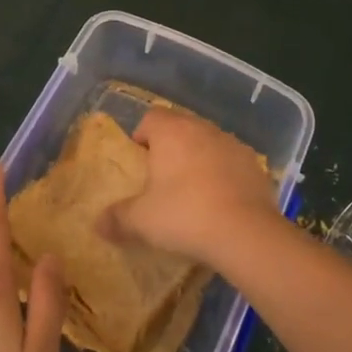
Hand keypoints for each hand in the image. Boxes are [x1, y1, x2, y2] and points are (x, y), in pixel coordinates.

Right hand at [100, 107, 278, 263]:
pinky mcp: (254, 164)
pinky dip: (223, 174)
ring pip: (207, 143)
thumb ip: (116, 218)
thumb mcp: (141, 221)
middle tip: (162, 180)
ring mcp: (232, 143)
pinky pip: (230, 162)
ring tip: (192, 192)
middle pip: (180, 128)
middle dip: (170, 148)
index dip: (142, 136)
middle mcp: (202, 128)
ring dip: (198, 159)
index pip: (150, 117)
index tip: (139, 162)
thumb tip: (97, 223)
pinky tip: (220, 201)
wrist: (246, 233)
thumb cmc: (185, 215)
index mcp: (172, 132)